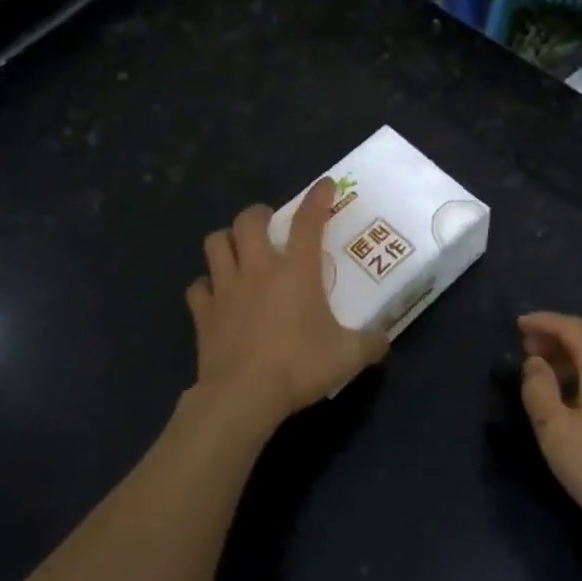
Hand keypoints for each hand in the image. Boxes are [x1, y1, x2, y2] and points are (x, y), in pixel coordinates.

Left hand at [184, 179, 388, 436]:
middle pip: (249, 221)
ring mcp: (226, 288)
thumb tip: (384, 341)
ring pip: (215, 244)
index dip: (318, 199)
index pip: (309, 221)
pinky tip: (215, 296)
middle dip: (259, 215)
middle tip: (269, 224)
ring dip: (226, 241)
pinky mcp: (203, 312)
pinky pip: (197, 287)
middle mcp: (258, 269)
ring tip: (237, 250)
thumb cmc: (299, 367)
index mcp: (296, 271)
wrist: (243, 395)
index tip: (325, 185)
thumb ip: (370, 344)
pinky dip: (205, 287)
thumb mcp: (348, 357)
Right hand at [519, 313, 581, 580]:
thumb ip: (539, 390)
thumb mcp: (556, 432)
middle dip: (557, 336)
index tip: (518, 324)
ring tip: (544, 371)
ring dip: (571, 356)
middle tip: (527, 346)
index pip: (572, 328)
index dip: (544, 321)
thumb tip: (535, 363)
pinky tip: (573, 396)